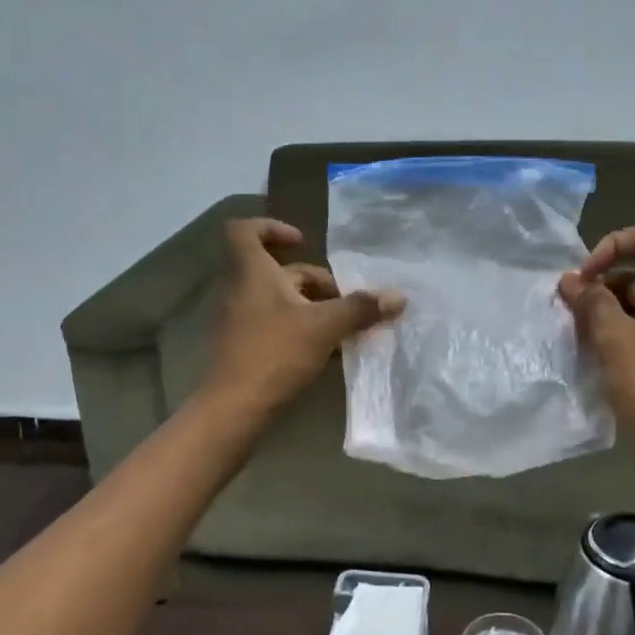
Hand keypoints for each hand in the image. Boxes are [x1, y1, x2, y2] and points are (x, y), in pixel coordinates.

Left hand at [203, 218, 404, 415]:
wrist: (235, 407)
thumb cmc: (275, 353)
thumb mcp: (324, 326)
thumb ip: (360, 309)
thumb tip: (399, 297)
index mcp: (252, 273)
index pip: (244, 231)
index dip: (271, 227)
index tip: (302, 242)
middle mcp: (242, 290)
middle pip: (278, 270)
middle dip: (315, 281)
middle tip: (344, 300)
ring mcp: (242, 319)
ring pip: (280, 300)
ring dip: (312, 307)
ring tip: (343, 326)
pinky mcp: (246, 345)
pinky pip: (276, 324)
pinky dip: (302, 328)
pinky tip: (328, 350)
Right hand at [558, 222, 634, 461]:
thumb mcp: (613, 336)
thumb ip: (591, 300)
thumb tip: (570, 279)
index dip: (613, 245)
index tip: (586, 275)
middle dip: (604, 283)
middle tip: (572, 308)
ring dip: (607, 308)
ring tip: (579, 331)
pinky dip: (621, 329)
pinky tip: (595, 349)